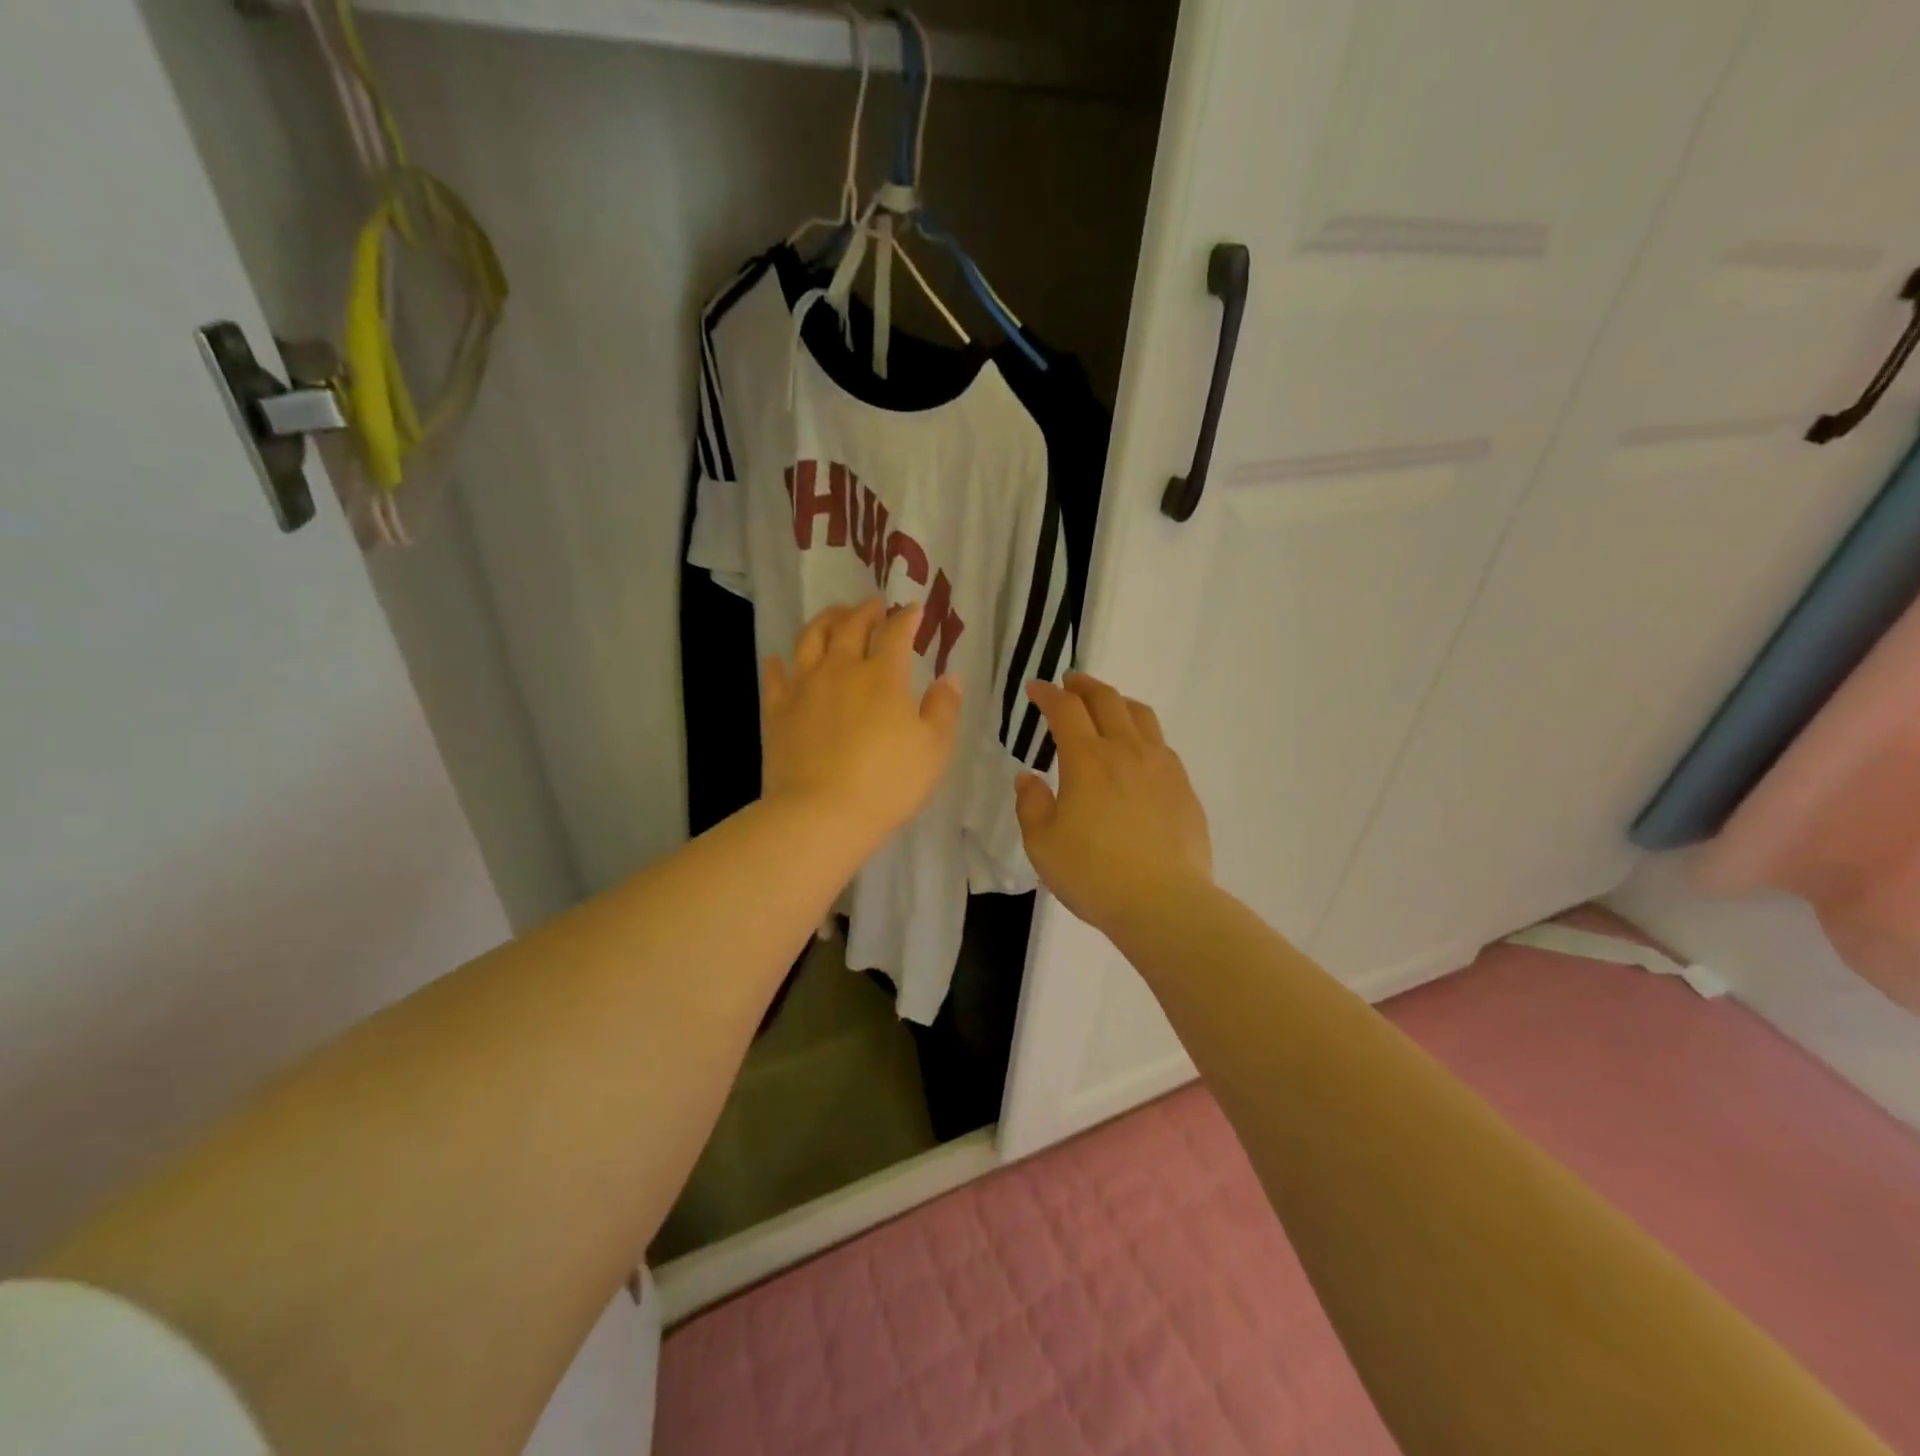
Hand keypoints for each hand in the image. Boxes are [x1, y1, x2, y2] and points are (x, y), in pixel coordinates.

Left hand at [761, 599, 962, 853]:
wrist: (822, 813)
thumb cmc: (888, 782)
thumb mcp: (934, 749)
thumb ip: (944, 709)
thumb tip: (950, 677)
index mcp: (883, 676)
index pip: (896, 633)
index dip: (906, 617)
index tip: (913, 609)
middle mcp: (841, 669)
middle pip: (851, 626)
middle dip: (865, 611)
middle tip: (872, 604)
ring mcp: (804, 687)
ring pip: (810, 638)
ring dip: (824, 620)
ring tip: (833, 616)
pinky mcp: (777, 710)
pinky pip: (775, 676)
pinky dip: (779, 663)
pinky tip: (779, 660)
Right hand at [1014, 673, 1212, 934]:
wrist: (1164, 903)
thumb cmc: (1094, 875)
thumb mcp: (1042, 845)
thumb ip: (1031, 805)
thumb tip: (1028, 777)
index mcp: (1087, 760)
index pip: (1065, 710)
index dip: (1048, 694)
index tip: (1035, 689)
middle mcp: (1126, 751)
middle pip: (1107, 700)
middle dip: (1084, 686)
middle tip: (1070, 683)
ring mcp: (1161, 767)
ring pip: (1141, 716)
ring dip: (1117, 702)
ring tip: (1106, 706)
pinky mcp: (1184, 787)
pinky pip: (1161, 744)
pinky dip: (1142, 733)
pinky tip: (1137, 751)